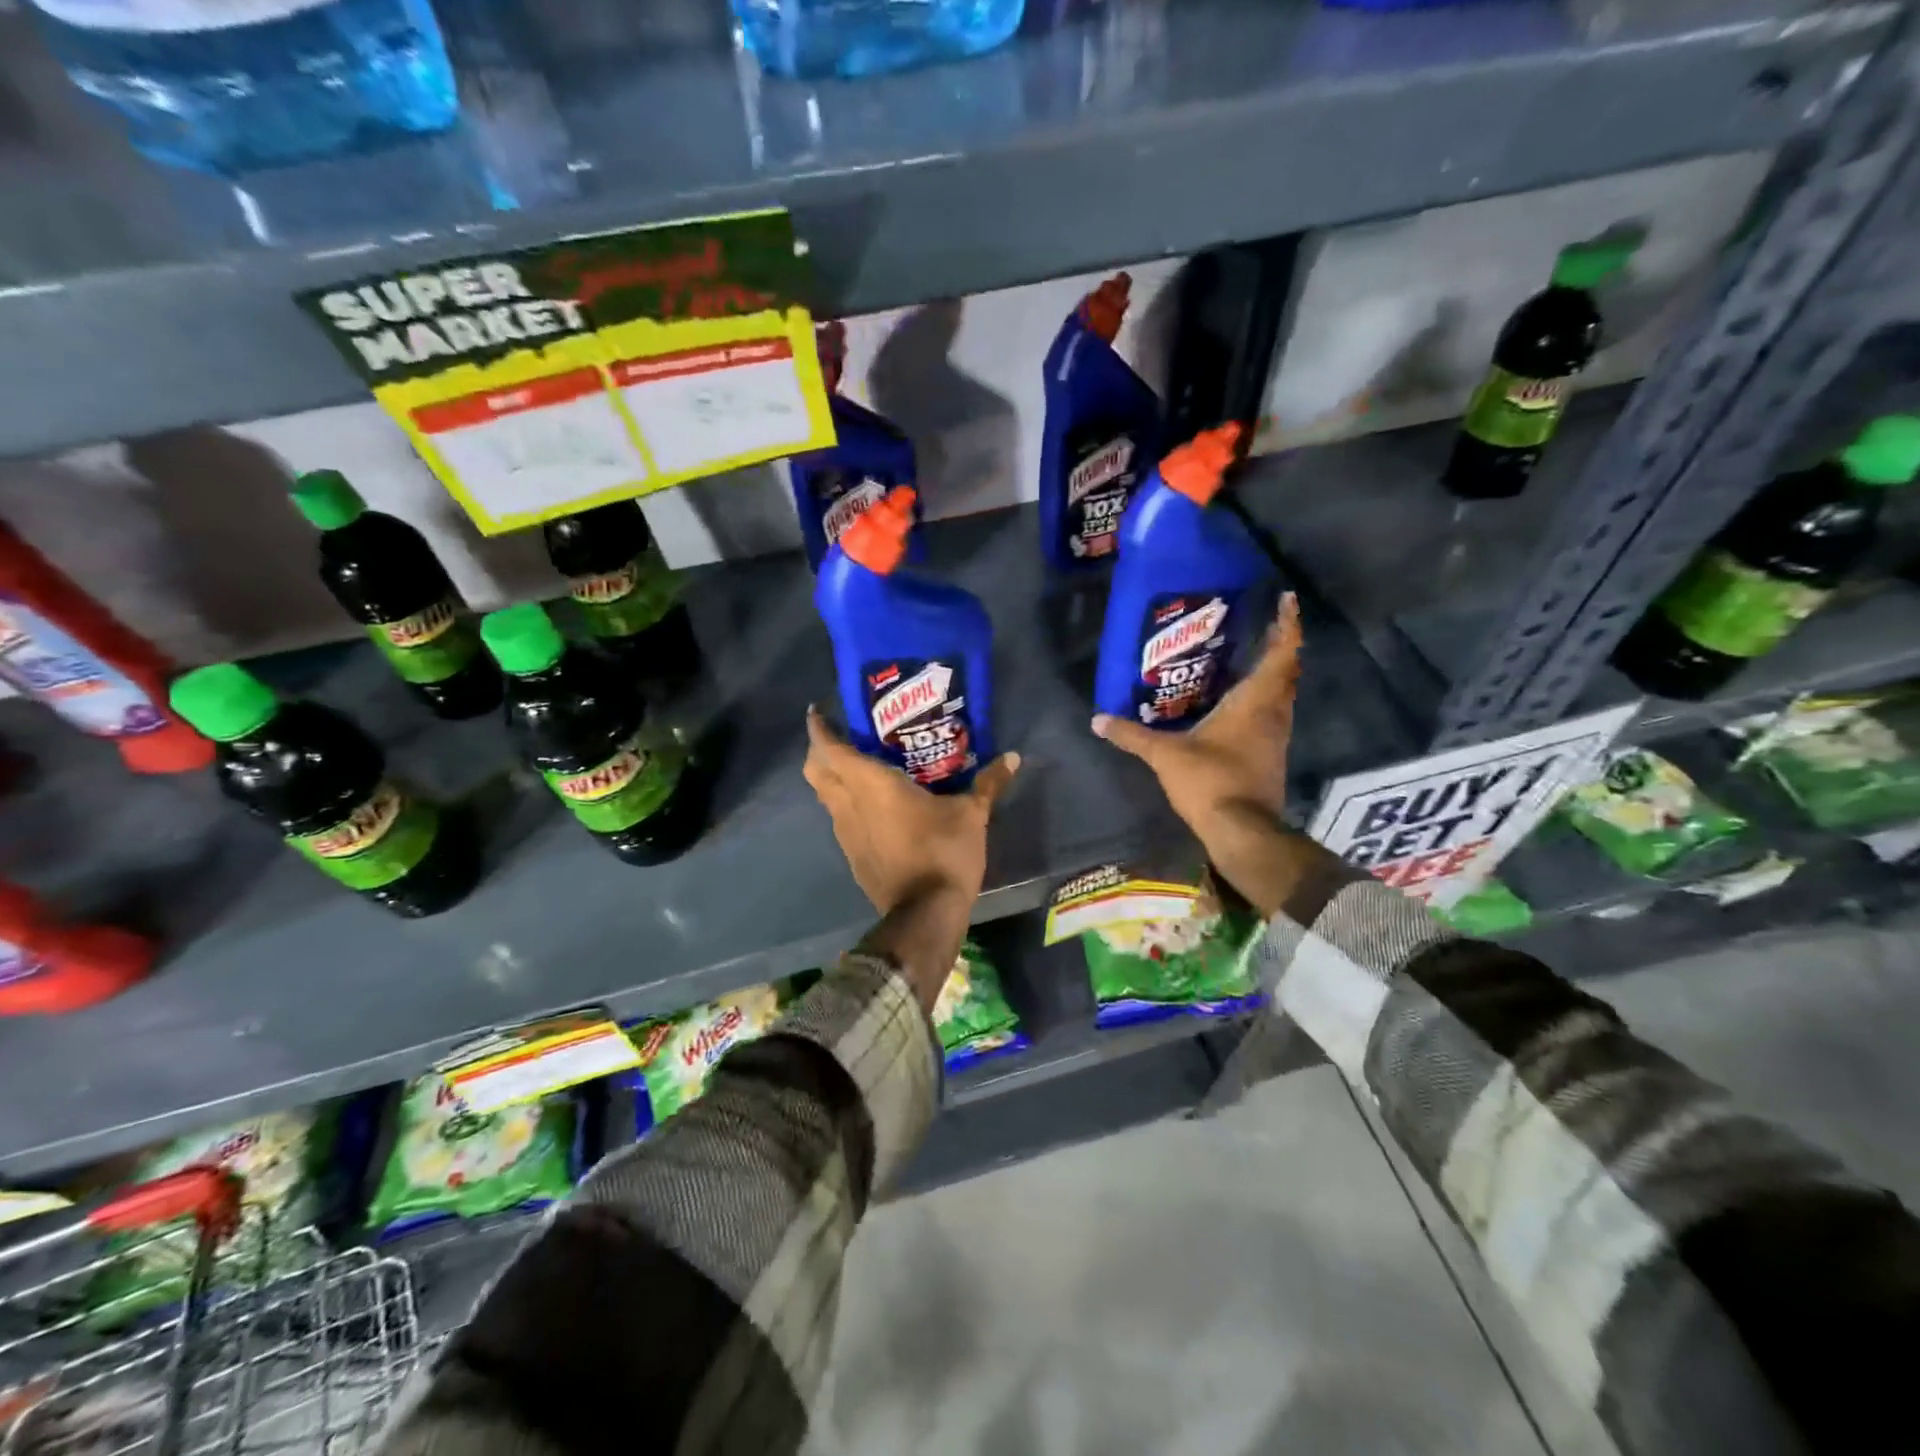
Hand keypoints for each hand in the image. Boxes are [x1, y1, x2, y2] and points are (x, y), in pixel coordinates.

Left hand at [803, 707, 1019, 915]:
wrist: (925, 914)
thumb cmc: (943, 852)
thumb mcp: (971, 814)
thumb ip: (988, 783)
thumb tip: (1013, 757)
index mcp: (870, 784)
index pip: (830, 748)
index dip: (819, 728)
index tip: (819, 711)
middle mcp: (848, 804)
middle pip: (816, 770)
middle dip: (820, 751)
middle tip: (842, 737)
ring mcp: (845, 833)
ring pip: (825, 797)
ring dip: (833, 779)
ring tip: (859, 767)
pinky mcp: (852, 856)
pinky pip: (840, 820)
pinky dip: (846, 805)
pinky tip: (872, 807)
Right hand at [1093, 595, 1307, 916]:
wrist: (1241, 831)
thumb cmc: (1210, 781)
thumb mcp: (1165, 756)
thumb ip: (1132, 735)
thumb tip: (1097, 720)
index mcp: (1254, 703)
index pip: (1281, 655)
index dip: (1286, 627)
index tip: (1287, 602)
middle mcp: (1273, 714)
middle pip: (1286, 673)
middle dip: (1279, 647)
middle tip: (1263, 627)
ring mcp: (1276, 738)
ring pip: (1282, 696)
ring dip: (1273, 676)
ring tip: (1251, 659)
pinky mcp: (1270, 757)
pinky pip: (1272, 716)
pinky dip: (1263, 701)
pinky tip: (1240, 705)